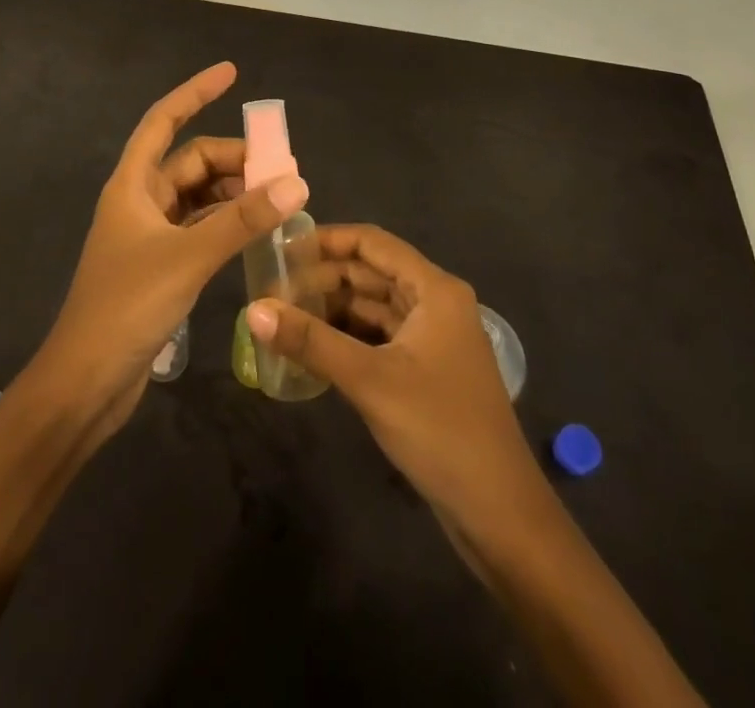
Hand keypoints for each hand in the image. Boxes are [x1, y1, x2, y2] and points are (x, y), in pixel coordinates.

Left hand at [33, 62, 307, 441]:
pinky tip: (255, 230)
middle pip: (190, 160)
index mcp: (132, 184)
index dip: (195, 92)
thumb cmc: (127, 307)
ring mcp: (149, 233)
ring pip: (197, 195)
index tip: (231, 73)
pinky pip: (199, 226)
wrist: (87, 381)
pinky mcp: (160, 264)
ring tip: (277, 198)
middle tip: (283, 169)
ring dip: (234, 192)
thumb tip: (295, 182)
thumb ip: (242, 219)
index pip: (164, 120)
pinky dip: (226, 222)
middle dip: (234, 158)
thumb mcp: (188, 257)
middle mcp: (139, 200)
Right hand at [246, 225, 535, 526]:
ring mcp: (431, 338)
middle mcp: (435, 303)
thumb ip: (311, 341)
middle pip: (370, 273)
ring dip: (331, 310)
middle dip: (322, 278)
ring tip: (282, 316)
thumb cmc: (441, 431)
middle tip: (271, 290)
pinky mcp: (424, 370)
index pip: (372, 243)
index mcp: (434, 290)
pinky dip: (345, 338)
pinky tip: (310, 349)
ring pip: (372, 307)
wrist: (500, 515)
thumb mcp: (370, 380)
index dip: (327, 240)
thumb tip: (254, 310)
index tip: (281, 248)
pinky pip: (377, 338)